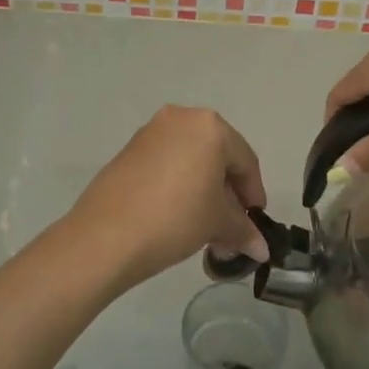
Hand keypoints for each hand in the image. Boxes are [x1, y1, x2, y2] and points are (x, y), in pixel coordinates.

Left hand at [65, 106, 271, 290]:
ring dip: (202, 189)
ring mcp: (150, 132)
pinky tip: (177, 214)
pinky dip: (178, 184)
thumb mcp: (217, 224)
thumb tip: (261, 249)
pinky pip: (166, 163)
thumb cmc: (175, 218)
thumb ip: (243, 230)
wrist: (106, 235)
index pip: (245, 161)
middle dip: (227, 192)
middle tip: (231, 225)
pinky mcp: (128, 150)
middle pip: (217, 156)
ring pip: (190, 159)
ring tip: (204, 224)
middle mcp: (180, 118)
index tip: (255, 220)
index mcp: (210, 127)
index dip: (254, 194)